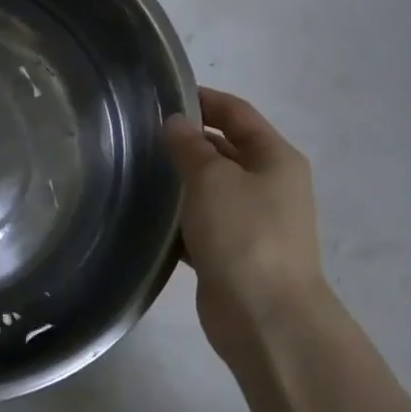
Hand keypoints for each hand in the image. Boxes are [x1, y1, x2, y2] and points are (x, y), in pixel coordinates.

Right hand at [163, 88, 327, 367]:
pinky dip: (178, 219)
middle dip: (188, 141)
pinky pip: (201, 225)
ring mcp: (252, 223)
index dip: (205, 100)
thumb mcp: (212, 179)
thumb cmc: (243, 234)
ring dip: (180, 181)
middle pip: (225, 150)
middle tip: (139, 134)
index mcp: (275, 159)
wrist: (265, 316)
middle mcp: (269, 186)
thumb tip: (177, 123)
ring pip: (210, 190)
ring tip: (135, 170)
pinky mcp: (232, 254)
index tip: (164, 94)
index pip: (238, 114)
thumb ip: (191, 146)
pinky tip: (146, 217)